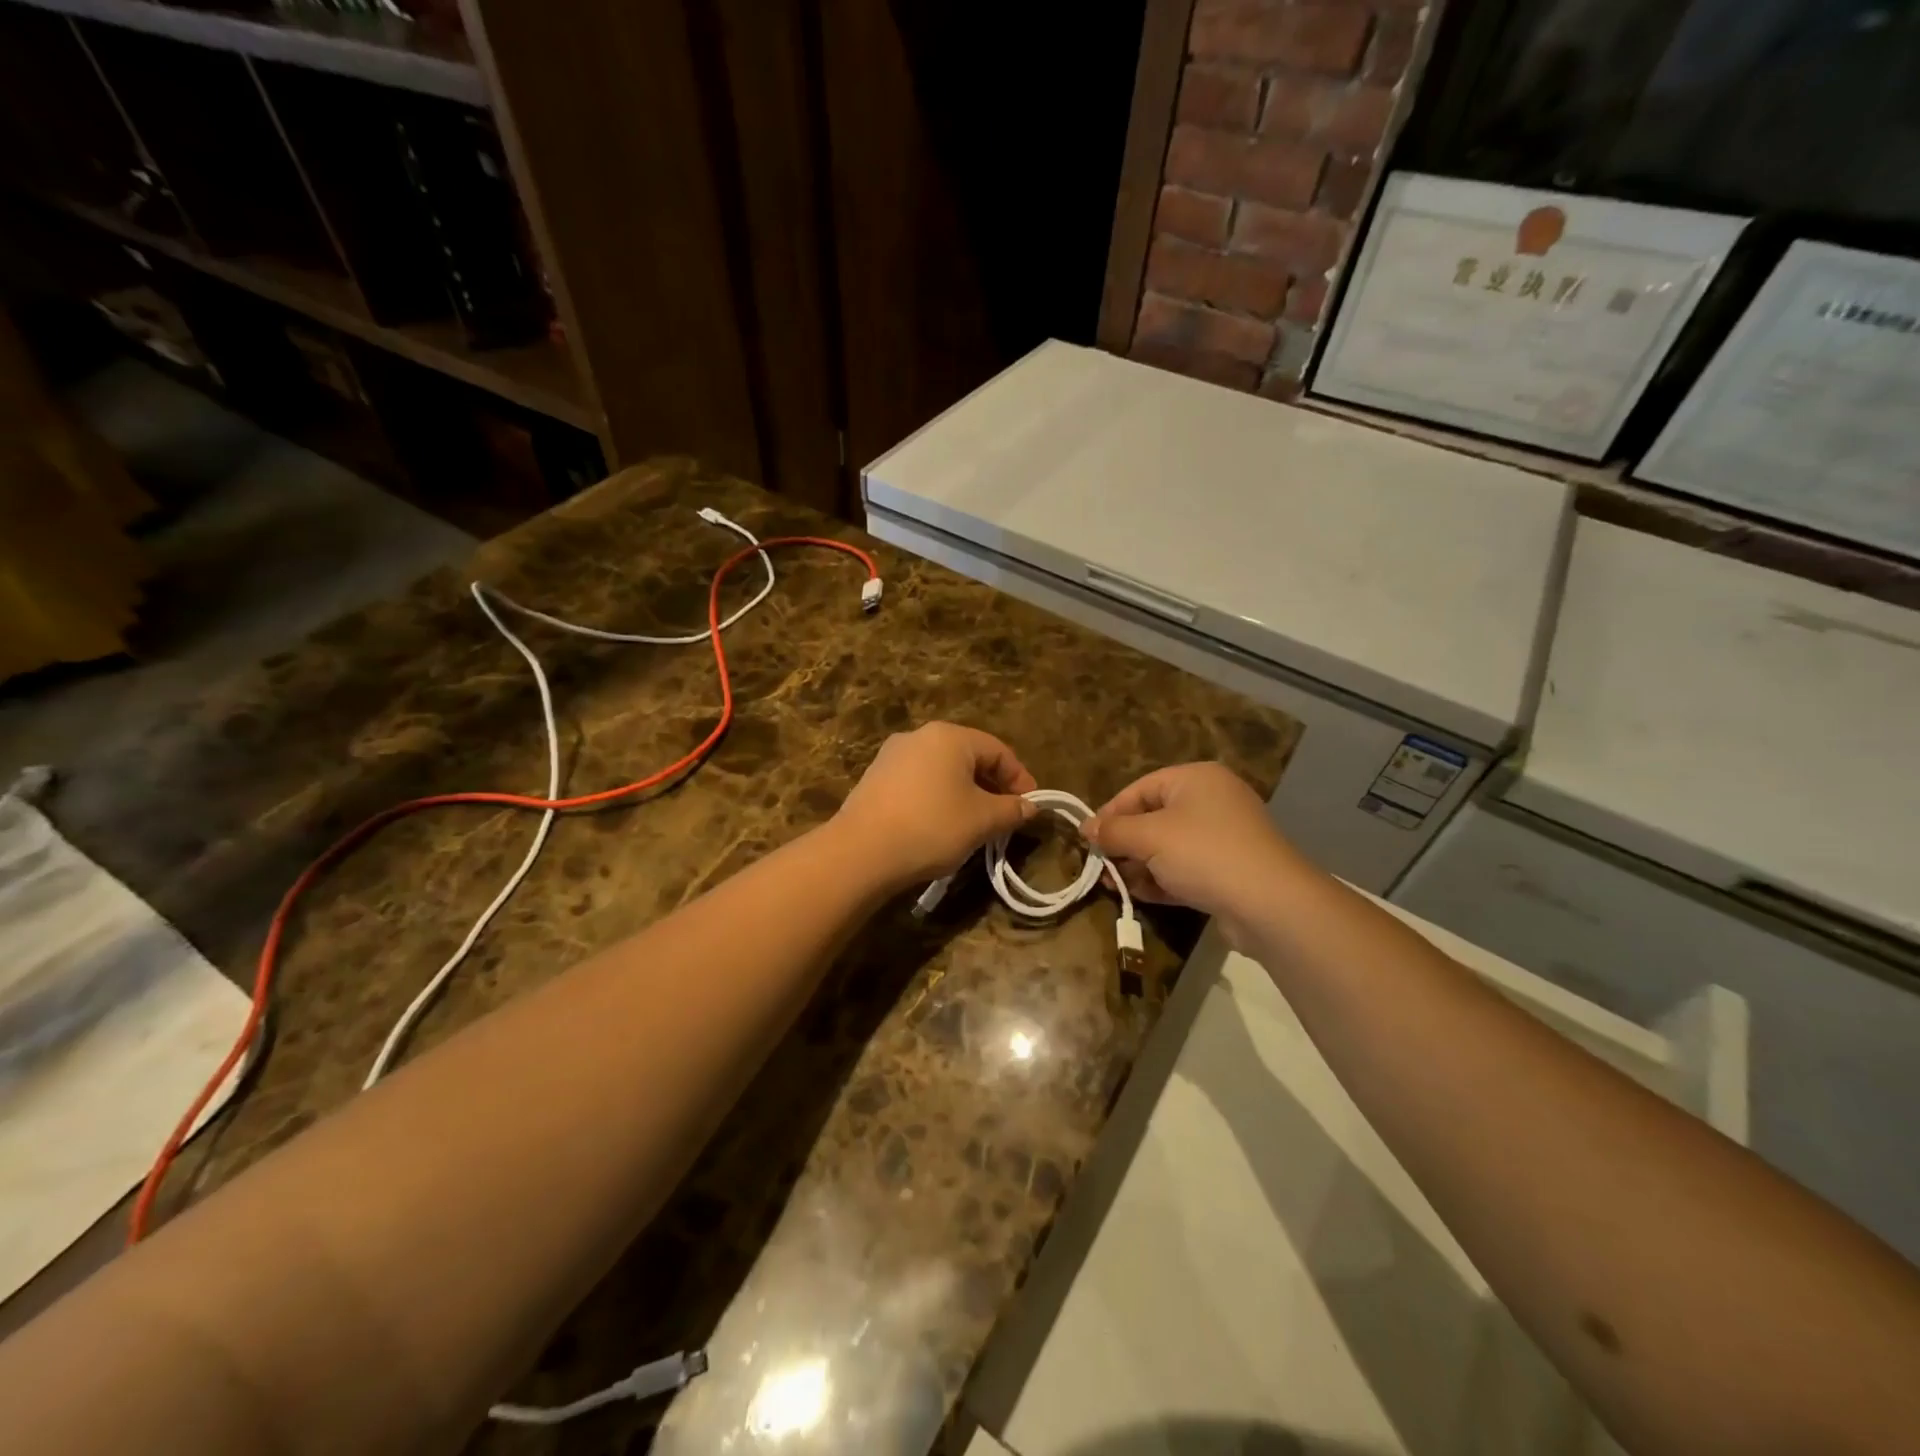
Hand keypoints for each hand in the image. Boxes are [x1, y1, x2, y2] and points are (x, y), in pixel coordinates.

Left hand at [833, 723, 1037, 889]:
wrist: (861, 852)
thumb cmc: (931, 826)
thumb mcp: (982, 821)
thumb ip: (1011, 810)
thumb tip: (1029, 807)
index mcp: (949, 736)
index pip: (997, 750)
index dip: (1019, 778)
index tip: (1029, 806)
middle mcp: (919, 736)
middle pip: (968, 756)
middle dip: (991, 785)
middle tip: (1005, 815)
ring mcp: (892, 756)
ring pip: (942, 770)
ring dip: (964, 793)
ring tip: (974, 823)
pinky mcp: (874, 778)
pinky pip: (918, 782)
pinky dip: (937, 798)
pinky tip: (939, 825)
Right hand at [1084, 763, 1299, 941]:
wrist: (1270, 904)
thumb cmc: (1203, 853)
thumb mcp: (1149, 837)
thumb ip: (1113, 830)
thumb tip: (1085, 826)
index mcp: (1196, 779)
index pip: (1140, 789)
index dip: (1111, 813)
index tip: (1088, 839)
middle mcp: (1212, 801)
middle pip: (1153, 818)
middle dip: (1124, 844)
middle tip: (1101, 867)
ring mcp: (1223, 837)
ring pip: (1168, 847)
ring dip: (1140, 865)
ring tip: (1115, 885)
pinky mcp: (1229, 871)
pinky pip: (1186, 869)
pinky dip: (1162, 880)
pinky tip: (1141, 896)